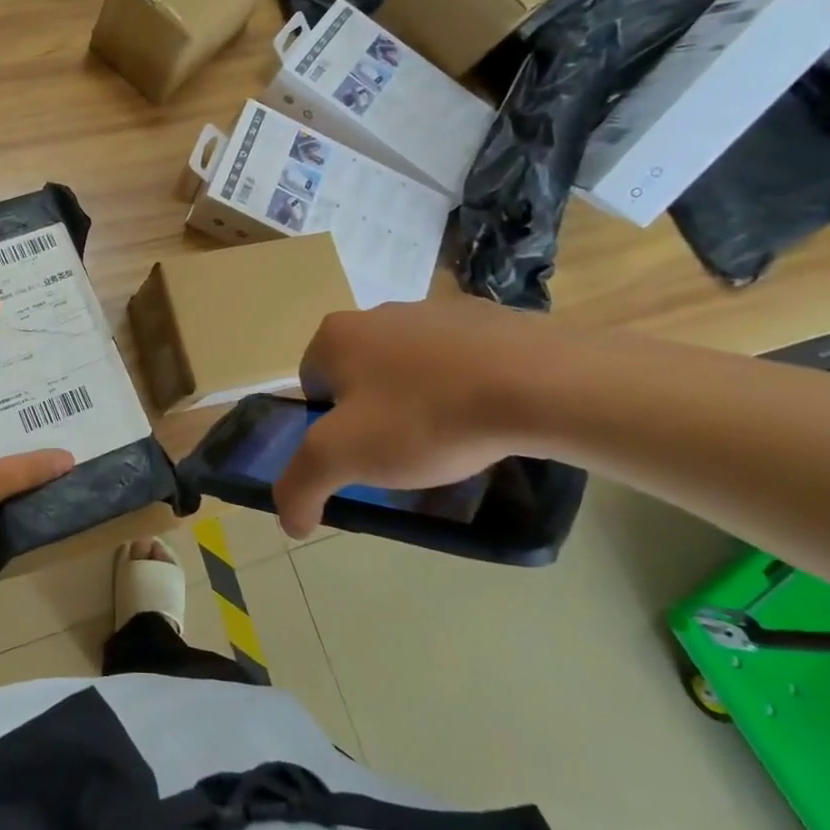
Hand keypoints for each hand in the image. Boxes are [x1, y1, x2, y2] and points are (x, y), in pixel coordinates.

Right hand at [273, 297, 543, 537]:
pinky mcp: (488, 317)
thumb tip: (289, 520)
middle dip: (373, 412)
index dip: (328, 426)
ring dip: (418, 398)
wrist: (540, 385)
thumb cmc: (425, 417)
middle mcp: (377, 312)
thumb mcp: (343, 458)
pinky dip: (463, 384)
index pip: (312, 386)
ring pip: (410, 366)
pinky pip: (459, 359)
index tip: (361, 453)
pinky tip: (486, 414)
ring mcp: (436, 310)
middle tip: (403, 451)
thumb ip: (300, 486)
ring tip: (451, 437)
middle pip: (360, 375)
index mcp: (336, 335)